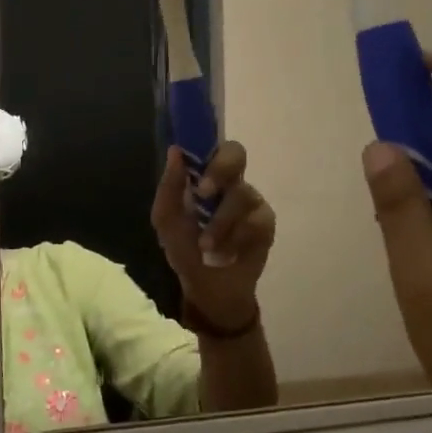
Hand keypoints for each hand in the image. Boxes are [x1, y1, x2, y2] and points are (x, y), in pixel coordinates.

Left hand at [152, 140, 274, 328]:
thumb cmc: (184, 249)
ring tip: (206, 246)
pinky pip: (255, 221)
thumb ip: (169, 188)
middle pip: (237, 154)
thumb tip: (175, 151)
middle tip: (204, 193)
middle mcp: (231, 182)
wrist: (207, 288)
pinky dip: (236, 239)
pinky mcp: (265, 224)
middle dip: (220, 170)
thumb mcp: (166, 221)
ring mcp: (251, 201)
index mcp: (205, 176)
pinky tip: (228, 253)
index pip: (212, 145)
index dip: (206, 144)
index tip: (193, 160)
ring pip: (241, 195)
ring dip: (220, 223)